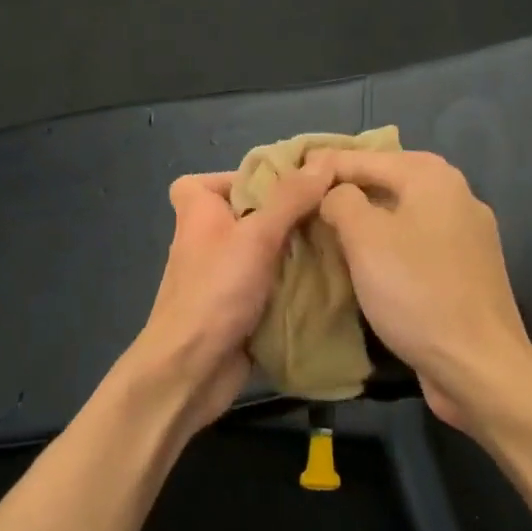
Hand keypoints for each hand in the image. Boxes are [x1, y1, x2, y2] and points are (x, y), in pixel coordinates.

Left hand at [125, 165, 333, 430]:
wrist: (190, 369)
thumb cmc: (215, 291)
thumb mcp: (256, 236)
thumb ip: (290, 198)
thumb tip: (324, 160)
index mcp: (198, 211)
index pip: (218, 178)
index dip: (250, 176)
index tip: (291, 182)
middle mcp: (208, 237)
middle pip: (252, 213)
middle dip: (291, 213)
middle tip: (331, 209)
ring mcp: (223, 274)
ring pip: (267, 249)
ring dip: (298, 249)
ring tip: (341, 239)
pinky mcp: (239, 305)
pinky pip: (272, 282)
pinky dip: (295, 280)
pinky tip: (331, 276)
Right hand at [316, 150, 531, 433]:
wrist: (478, 366)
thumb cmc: (416, 292)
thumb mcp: (365, 237)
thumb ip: (342, 200)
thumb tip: (335, 194)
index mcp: (433, 178)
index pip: (366, 157)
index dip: (325, 165)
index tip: (288, 176)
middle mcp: (456, 196)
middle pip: (388, 181)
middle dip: (346, 189)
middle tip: (304, 201)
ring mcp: (466, 235)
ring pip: (402, 214)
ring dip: (366, 219)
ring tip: (326, 228)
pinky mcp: (466, 270)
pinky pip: (416, 243)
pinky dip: (387, 244)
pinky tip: (364, 261)